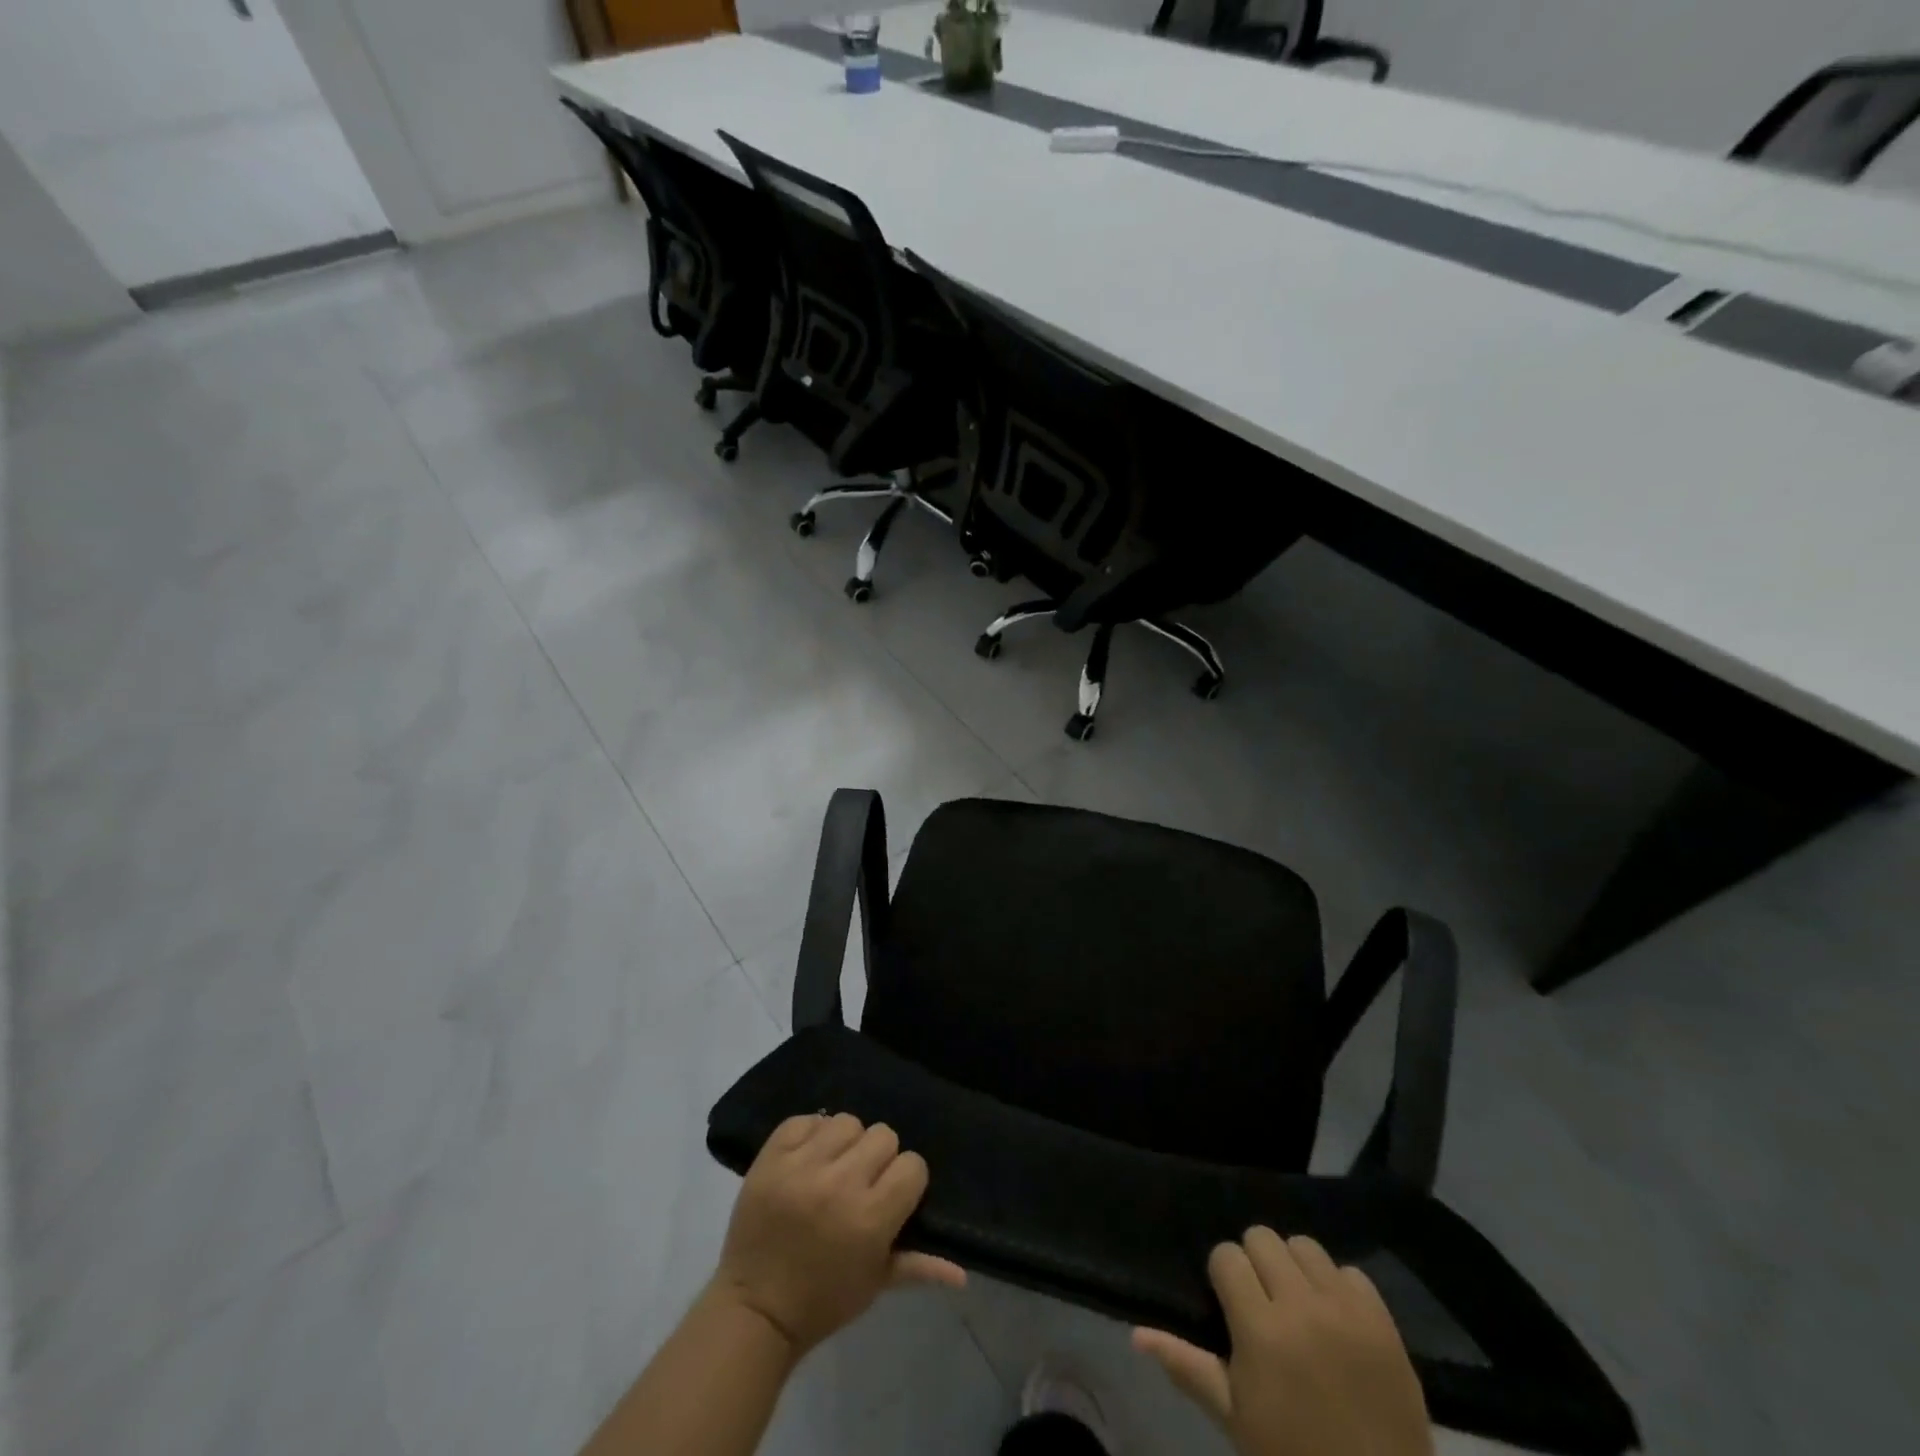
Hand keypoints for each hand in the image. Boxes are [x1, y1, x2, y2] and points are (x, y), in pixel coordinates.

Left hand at [708, 1113, 965, 1359]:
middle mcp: (839, 1184)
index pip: (912, 1164)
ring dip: (845, 1143)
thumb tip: (962, 1272)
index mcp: (870, 1218)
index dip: (906, 1179)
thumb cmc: (822, 1301)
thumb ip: (919, 1265)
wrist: (753, 1310)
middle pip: (883, 1134)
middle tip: (862, 1182)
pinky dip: (810, 1134)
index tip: (892, 1194)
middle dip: (878, 1158)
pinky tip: (808, 1158)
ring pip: (847, 1121)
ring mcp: (801, 1166)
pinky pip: (805, 1120)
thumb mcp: (875, 1284)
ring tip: (833, 1168)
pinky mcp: (771, 1157)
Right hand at [1133, 1227, 1431, 1455]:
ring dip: (1295, 1267)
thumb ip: (1187, 1366)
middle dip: (1255, 1263)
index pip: (1226, 1255)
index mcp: (1260, 1329)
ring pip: (1305, 1245)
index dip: (1223, 1276)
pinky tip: (1335, 1318)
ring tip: (1298, 1303)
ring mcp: (1347, 1310)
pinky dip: (1338, 1287)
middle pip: (1262, 1238)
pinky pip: (1351, 1272)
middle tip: (1261, 1301)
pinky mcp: (1383, 1321)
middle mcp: (1301, 1305)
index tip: (1230, 1304)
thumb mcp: (1235, 1419)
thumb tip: (1137, 1334)